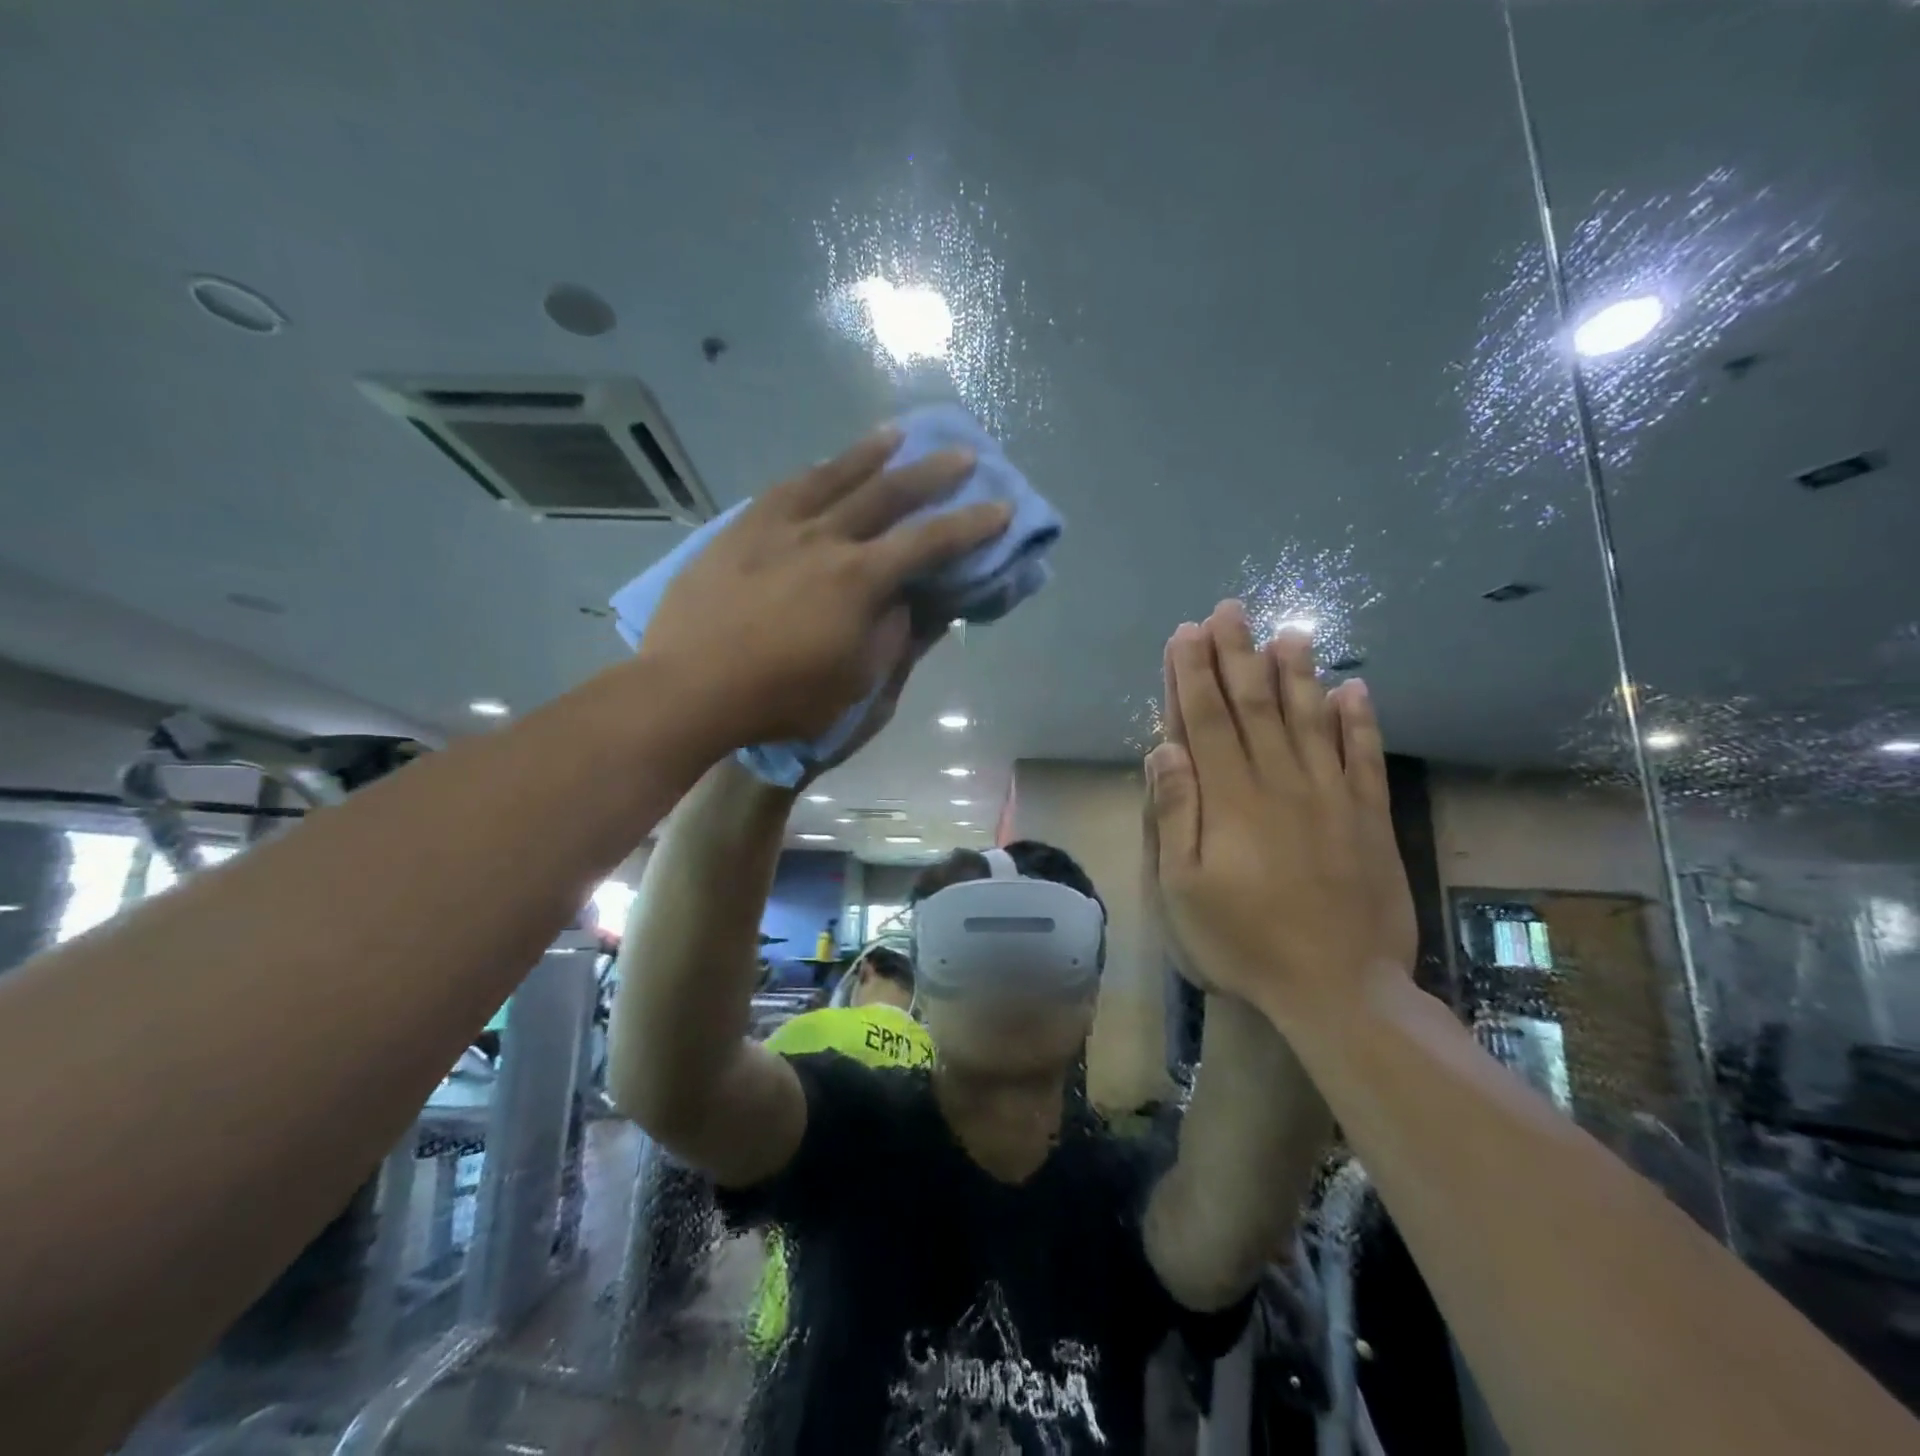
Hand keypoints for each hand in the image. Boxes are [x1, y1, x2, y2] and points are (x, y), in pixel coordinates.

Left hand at [644, 428, 1008, 749]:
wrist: (689, 687)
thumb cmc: (780, 697)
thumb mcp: (854, 683)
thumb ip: (889, 637)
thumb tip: (906, 603)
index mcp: (859, 580)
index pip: (928, 543)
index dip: (970, 526)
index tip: (1001, 507)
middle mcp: (824, 539)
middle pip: (886, 494)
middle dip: (931, 474)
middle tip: (961, 456)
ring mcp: (777, 528)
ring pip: (832, 477)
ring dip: (870, 454)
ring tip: (895, 435)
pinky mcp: (739, 530)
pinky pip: (783, 489)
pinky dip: (813, 473)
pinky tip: (821, 466)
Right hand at [1146, 601, 1414, 1027]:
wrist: (1339, 988)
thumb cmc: (1244, 941)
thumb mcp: (1183, 889)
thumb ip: (1174, 815)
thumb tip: (1164, 751)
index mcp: (1230, 798)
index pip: (1205, 720)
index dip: (1193, 674)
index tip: (1187, 634)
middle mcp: (1279, 782)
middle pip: (1254, 706)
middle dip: (1237, 655)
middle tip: (1230, 611)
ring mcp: (1330, 796)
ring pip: (1310, 719)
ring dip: (1296, 673)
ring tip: (1288, 634)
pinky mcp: (1368, 817)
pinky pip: (1364, 757)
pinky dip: (1359, 721)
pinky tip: (1355, 689)